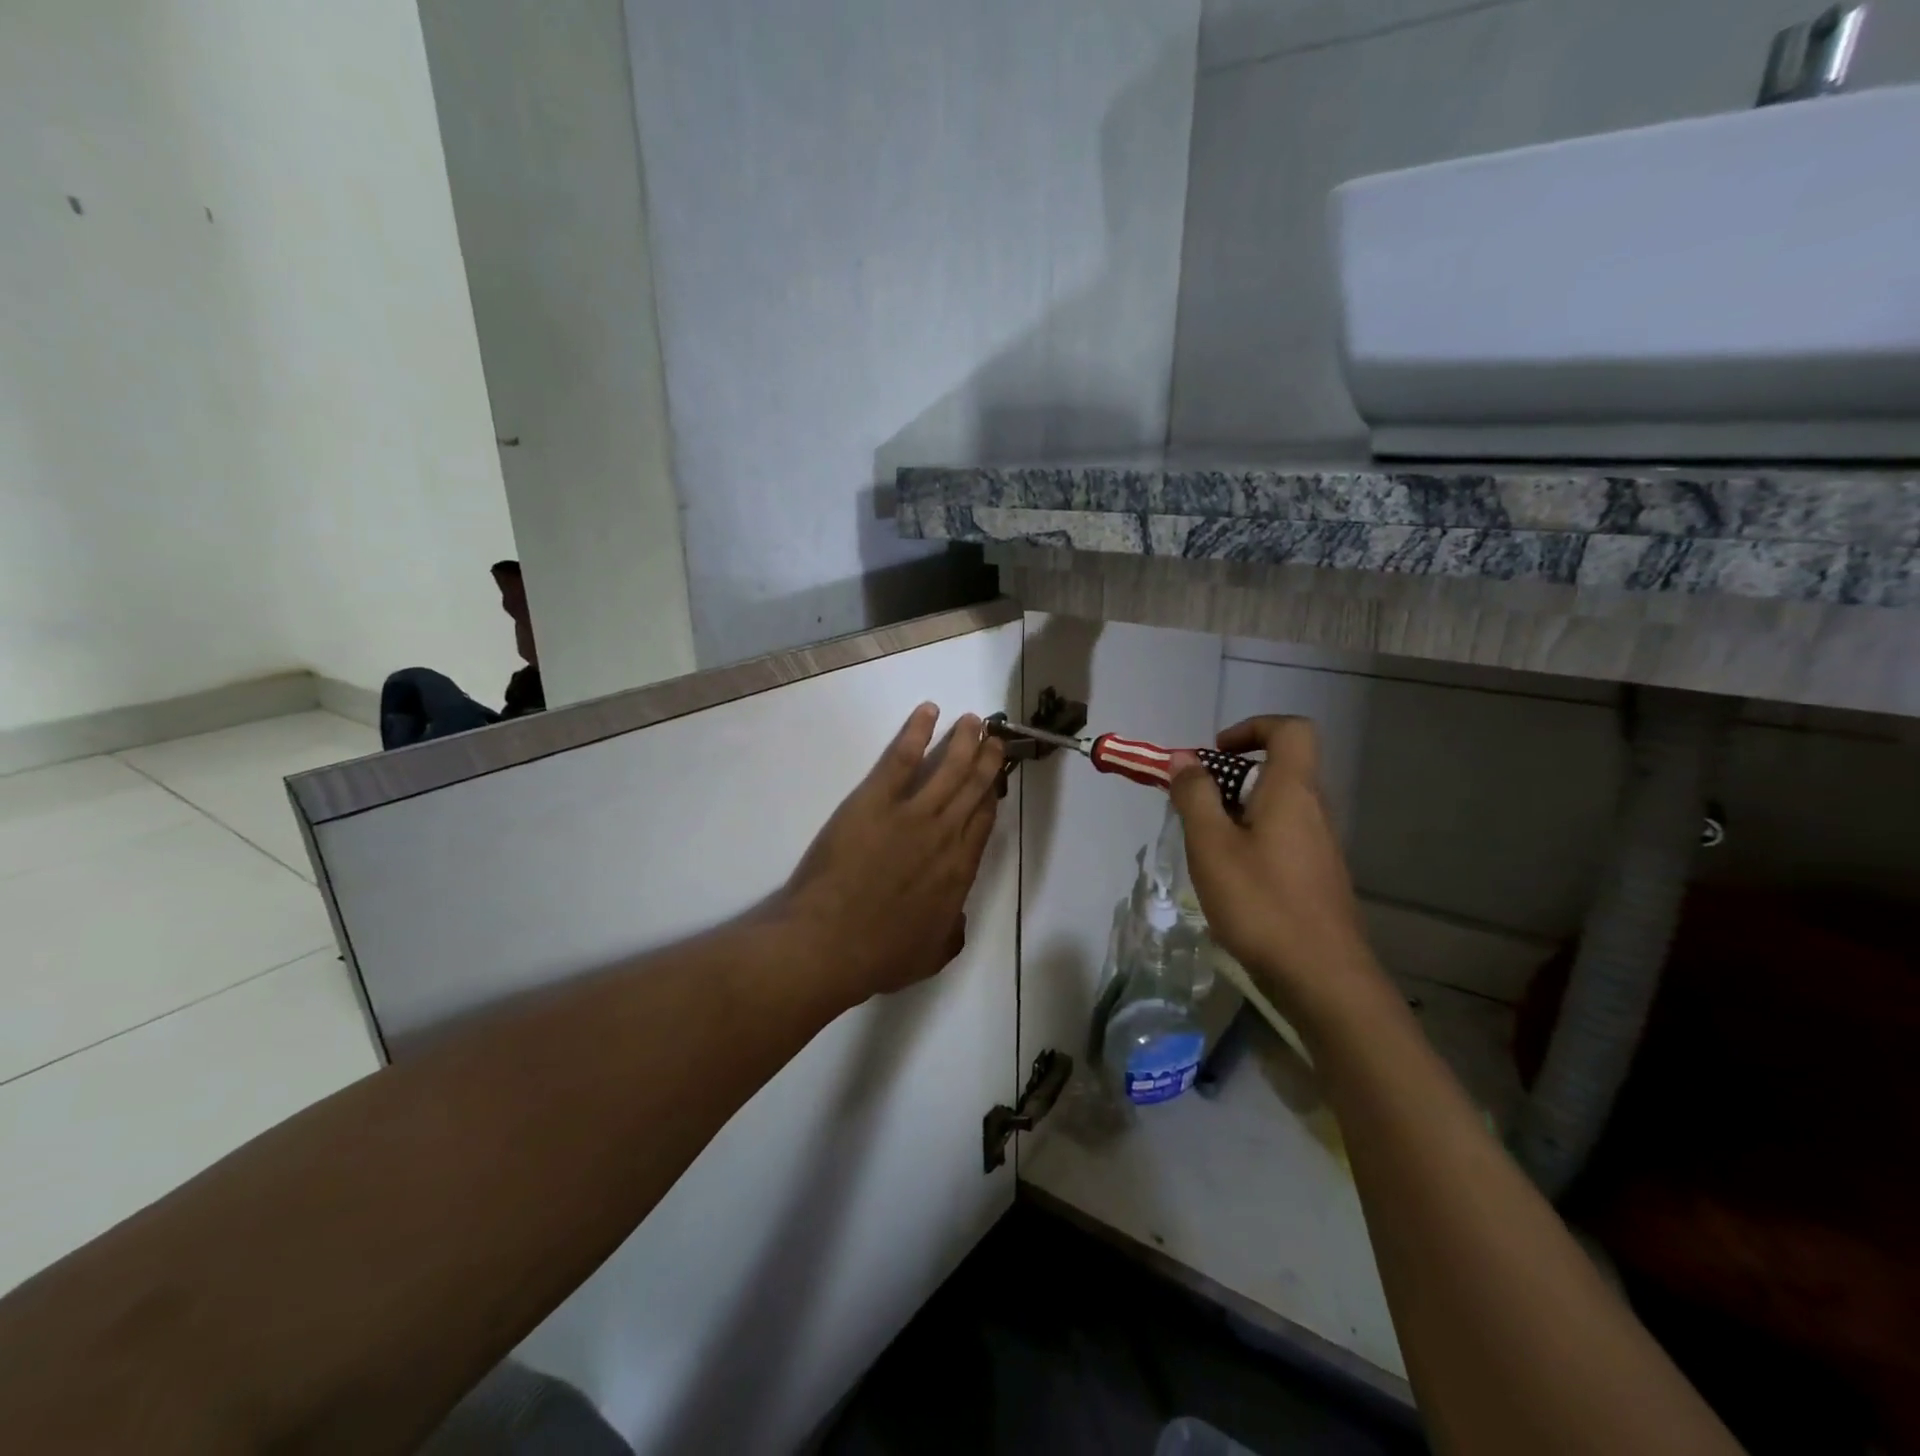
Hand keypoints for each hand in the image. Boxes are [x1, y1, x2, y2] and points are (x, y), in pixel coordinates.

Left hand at [781, 704, 1006, 1004]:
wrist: (829, 944)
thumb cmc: (877, 956)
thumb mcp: (930, 956)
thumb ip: (951, 931)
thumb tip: (957, 915)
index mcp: (959, 871)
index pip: (983, 822)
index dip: (991, 797)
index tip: (995, 780)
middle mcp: (945, 835)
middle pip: (974, 788)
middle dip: (987, 760)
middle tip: (994, 739)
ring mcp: (912, 814)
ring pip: (949, 767)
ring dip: (964, 740)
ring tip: (973, 721)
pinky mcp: (876, 800)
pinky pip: (902, 757)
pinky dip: (917, 731)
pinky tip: (928, 711)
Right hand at [1169, 717, 1390, 1030]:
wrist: (1323, 978)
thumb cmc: (1261, 904)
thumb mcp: (1211, 846)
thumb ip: (1195, 796)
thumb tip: (1183, 758)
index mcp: (1292, 792)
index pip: (1290, 729)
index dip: (1252, 728)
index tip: (1215, 754)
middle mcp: (1314, 810)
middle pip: (1281, 768)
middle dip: (1233, 776)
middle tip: (1196, 805)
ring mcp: (1321, 845)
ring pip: (1279, 806)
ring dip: (1239, 810)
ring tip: (1206, 845)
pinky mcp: (1319, 876)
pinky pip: (1284, 836)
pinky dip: (1254, 839)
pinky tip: (1231, 878)